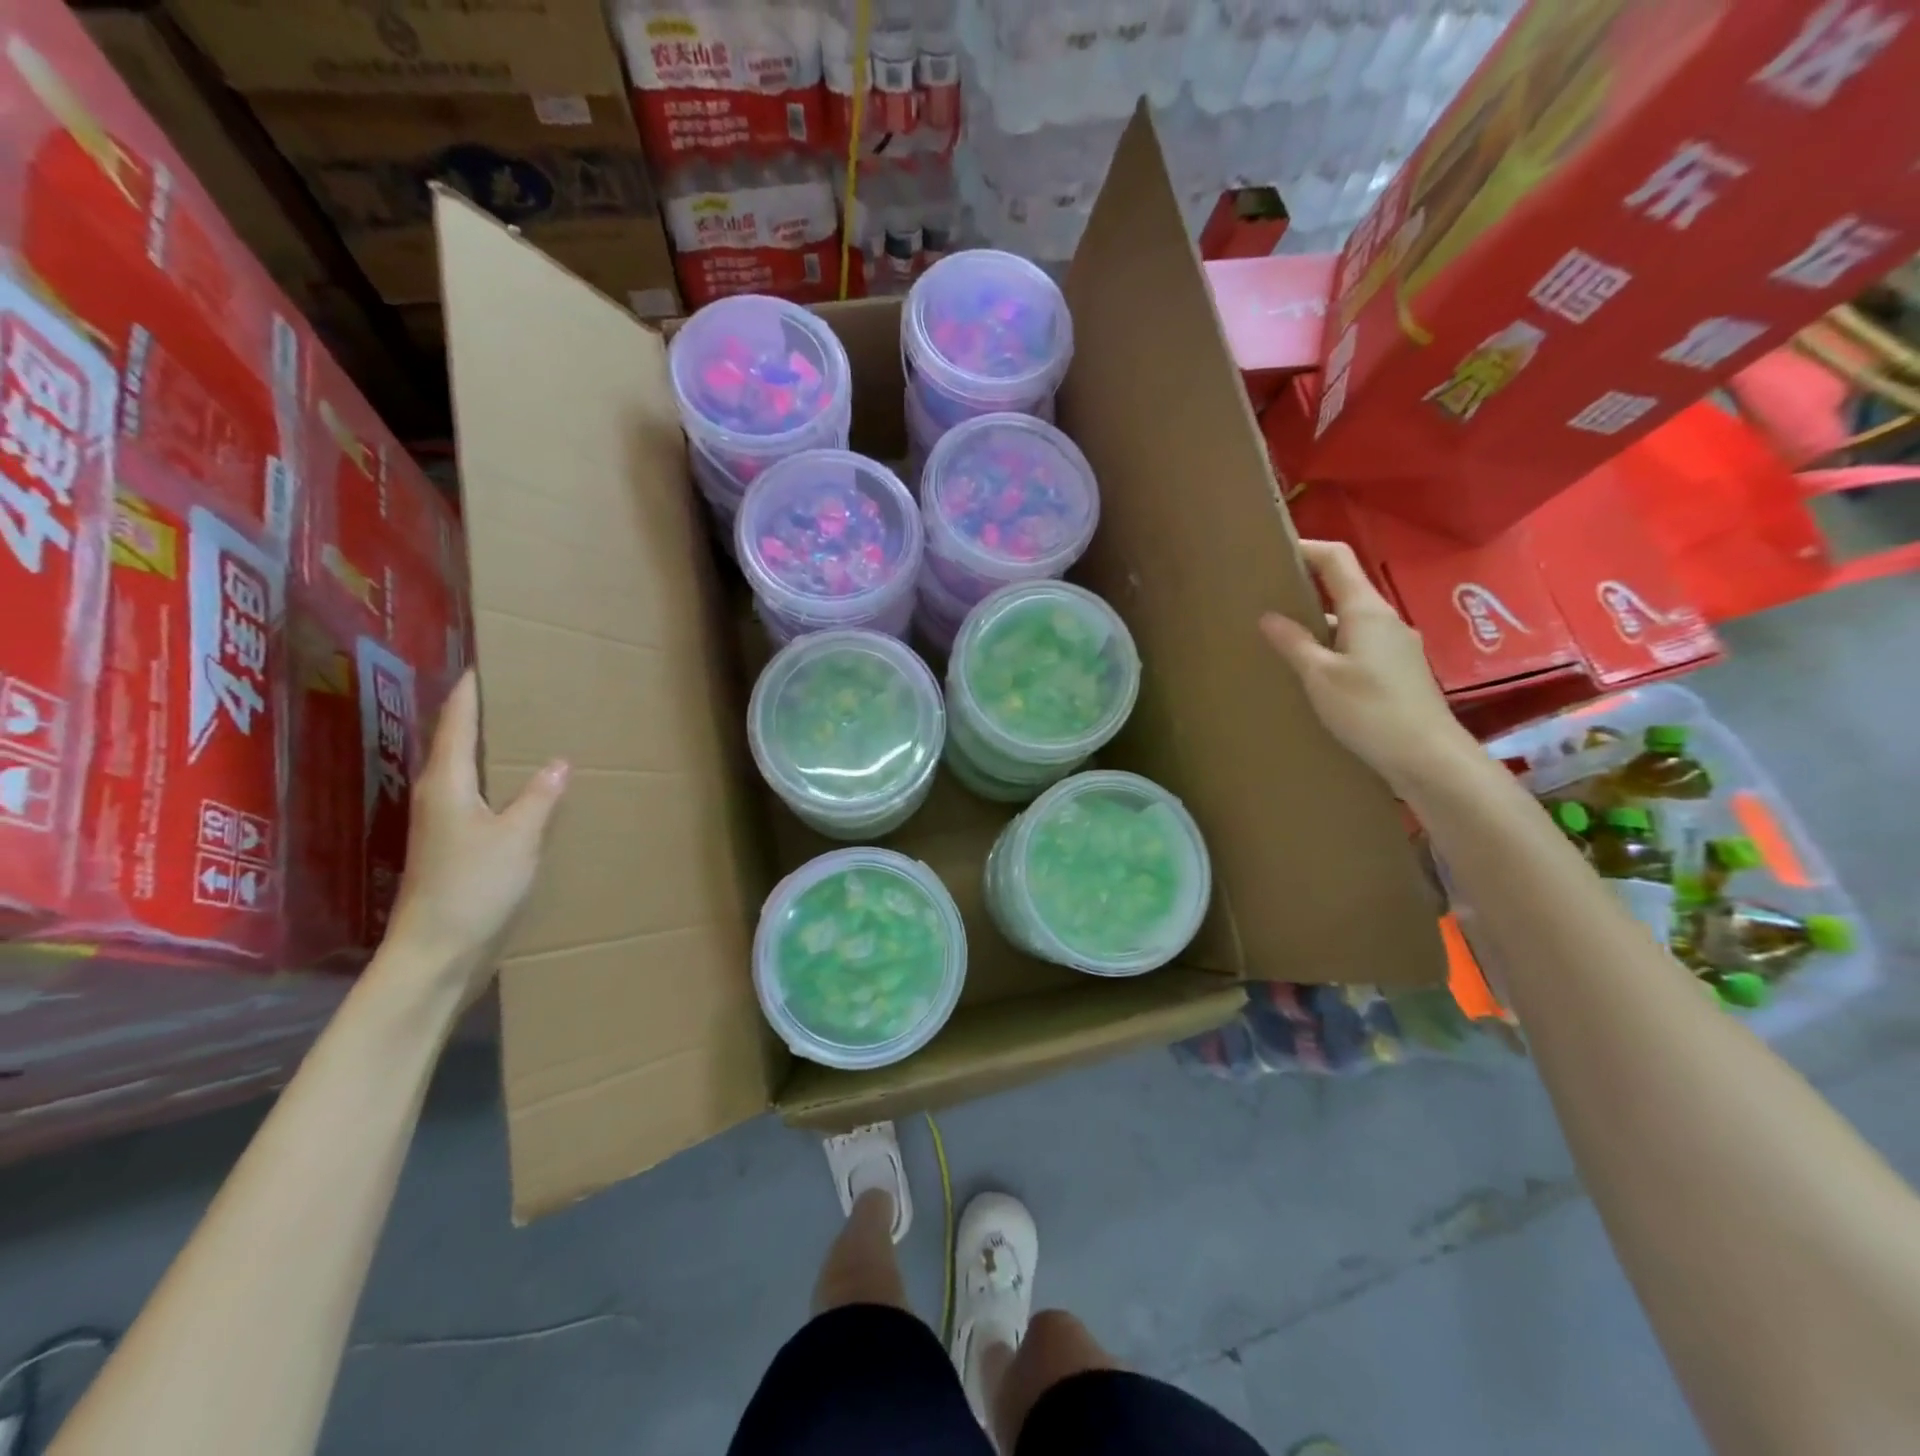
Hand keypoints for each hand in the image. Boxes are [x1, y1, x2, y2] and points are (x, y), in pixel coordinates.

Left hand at [381, 671, 569, 1002]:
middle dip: (480, 715)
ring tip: (525, 732)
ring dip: (490, 751)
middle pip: (456, 743)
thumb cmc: (473, 887)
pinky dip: (499, 783)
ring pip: (468, 772)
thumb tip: (559, 761)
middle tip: (516, 691)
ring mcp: (444, 825)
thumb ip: (539, 796)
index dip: (469, 692)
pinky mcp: (456, 848)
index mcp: (446, 783)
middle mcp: (439, 797)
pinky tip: (525, 790)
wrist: (438, 953)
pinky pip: (479, 799)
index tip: (484, 663)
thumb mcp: (518, 837)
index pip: (456, 722)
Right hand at [1260, 539, 1476, 794]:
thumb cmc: (1370, 710)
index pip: (1336, 559)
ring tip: (1281, 637)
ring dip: (1318, 621)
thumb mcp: (1320, 676)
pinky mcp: (1398, 670)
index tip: (1274, 551)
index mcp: (1366, 610)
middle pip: (1343, 588)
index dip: (1306, 548)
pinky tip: (1313, 670)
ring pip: (1350, 620)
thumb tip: (1268, 616)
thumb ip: (1294, 642)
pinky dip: (1333, 645)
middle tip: (1267, 597)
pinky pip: (1359, 643)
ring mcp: (1396, 645)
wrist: (1427, 757)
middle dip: (1306, 586)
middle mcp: (1385, 619)